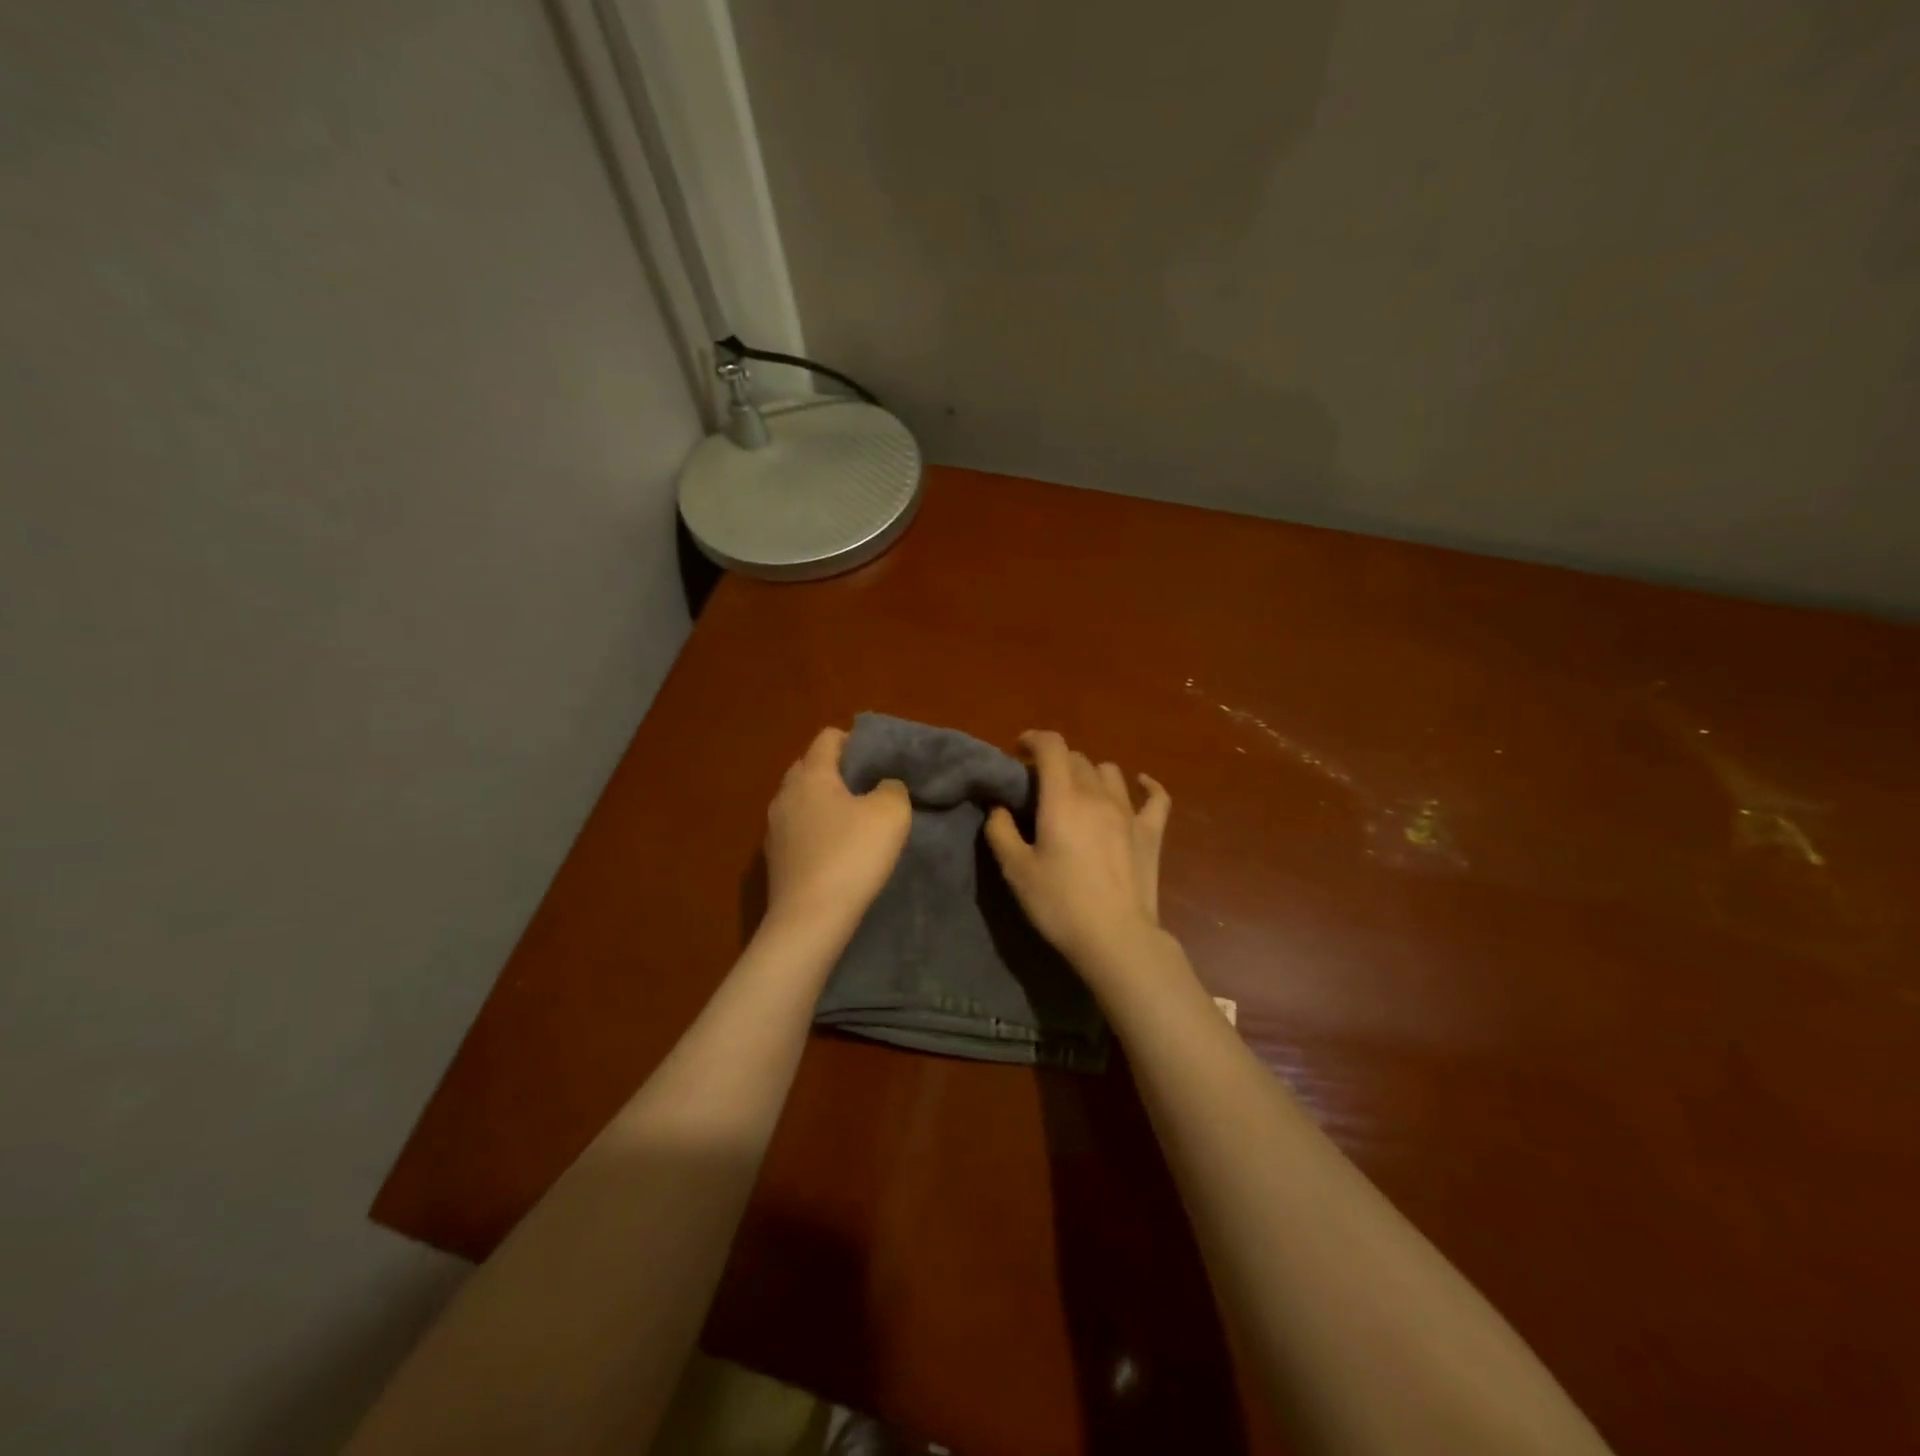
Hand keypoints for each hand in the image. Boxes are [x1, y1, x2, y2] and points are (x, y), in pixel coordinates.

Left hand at [763, 727, 910, 943]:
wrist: (810, 918)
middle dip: (836, 770)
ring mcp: (774, 827)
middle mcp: (785, 794)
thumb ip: (892, 788)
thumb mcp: (891, 814)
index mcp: (811, 774)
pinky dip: (814, 830)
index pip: (828, 738)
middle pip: (809, 766)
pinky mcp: (773, 858)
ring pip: (800, 800)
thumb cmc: (852, 855)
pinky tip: (834, 851)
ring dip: (823, 803)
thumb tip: (884, 785)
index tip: (878, 760)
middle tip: (867, 788)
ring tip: (852, 821)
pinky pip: (796, 830)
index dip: (854, 741)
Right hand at [984, 730, 1171, 972]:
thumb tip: (999, 807)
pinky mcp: (1151, 833)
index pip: (1052, 747)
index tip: (1019, 749)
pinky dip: (1146, 785)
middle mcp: (1097, 795)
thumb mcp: (1016, 871)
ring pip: (1110, 772)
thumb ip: (1001, 831)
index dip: (1034, 739)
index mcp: (1063, 799)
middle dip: (1056, 762)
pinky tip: (1140, 784)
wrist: (1115, 938)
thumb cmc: (1059, 904)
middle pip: (1078, 758)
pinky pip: (1156, 797)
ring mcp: (1129, 812)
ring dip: (1090, 773)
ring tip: (1078, 791)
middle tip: (1040, 786)